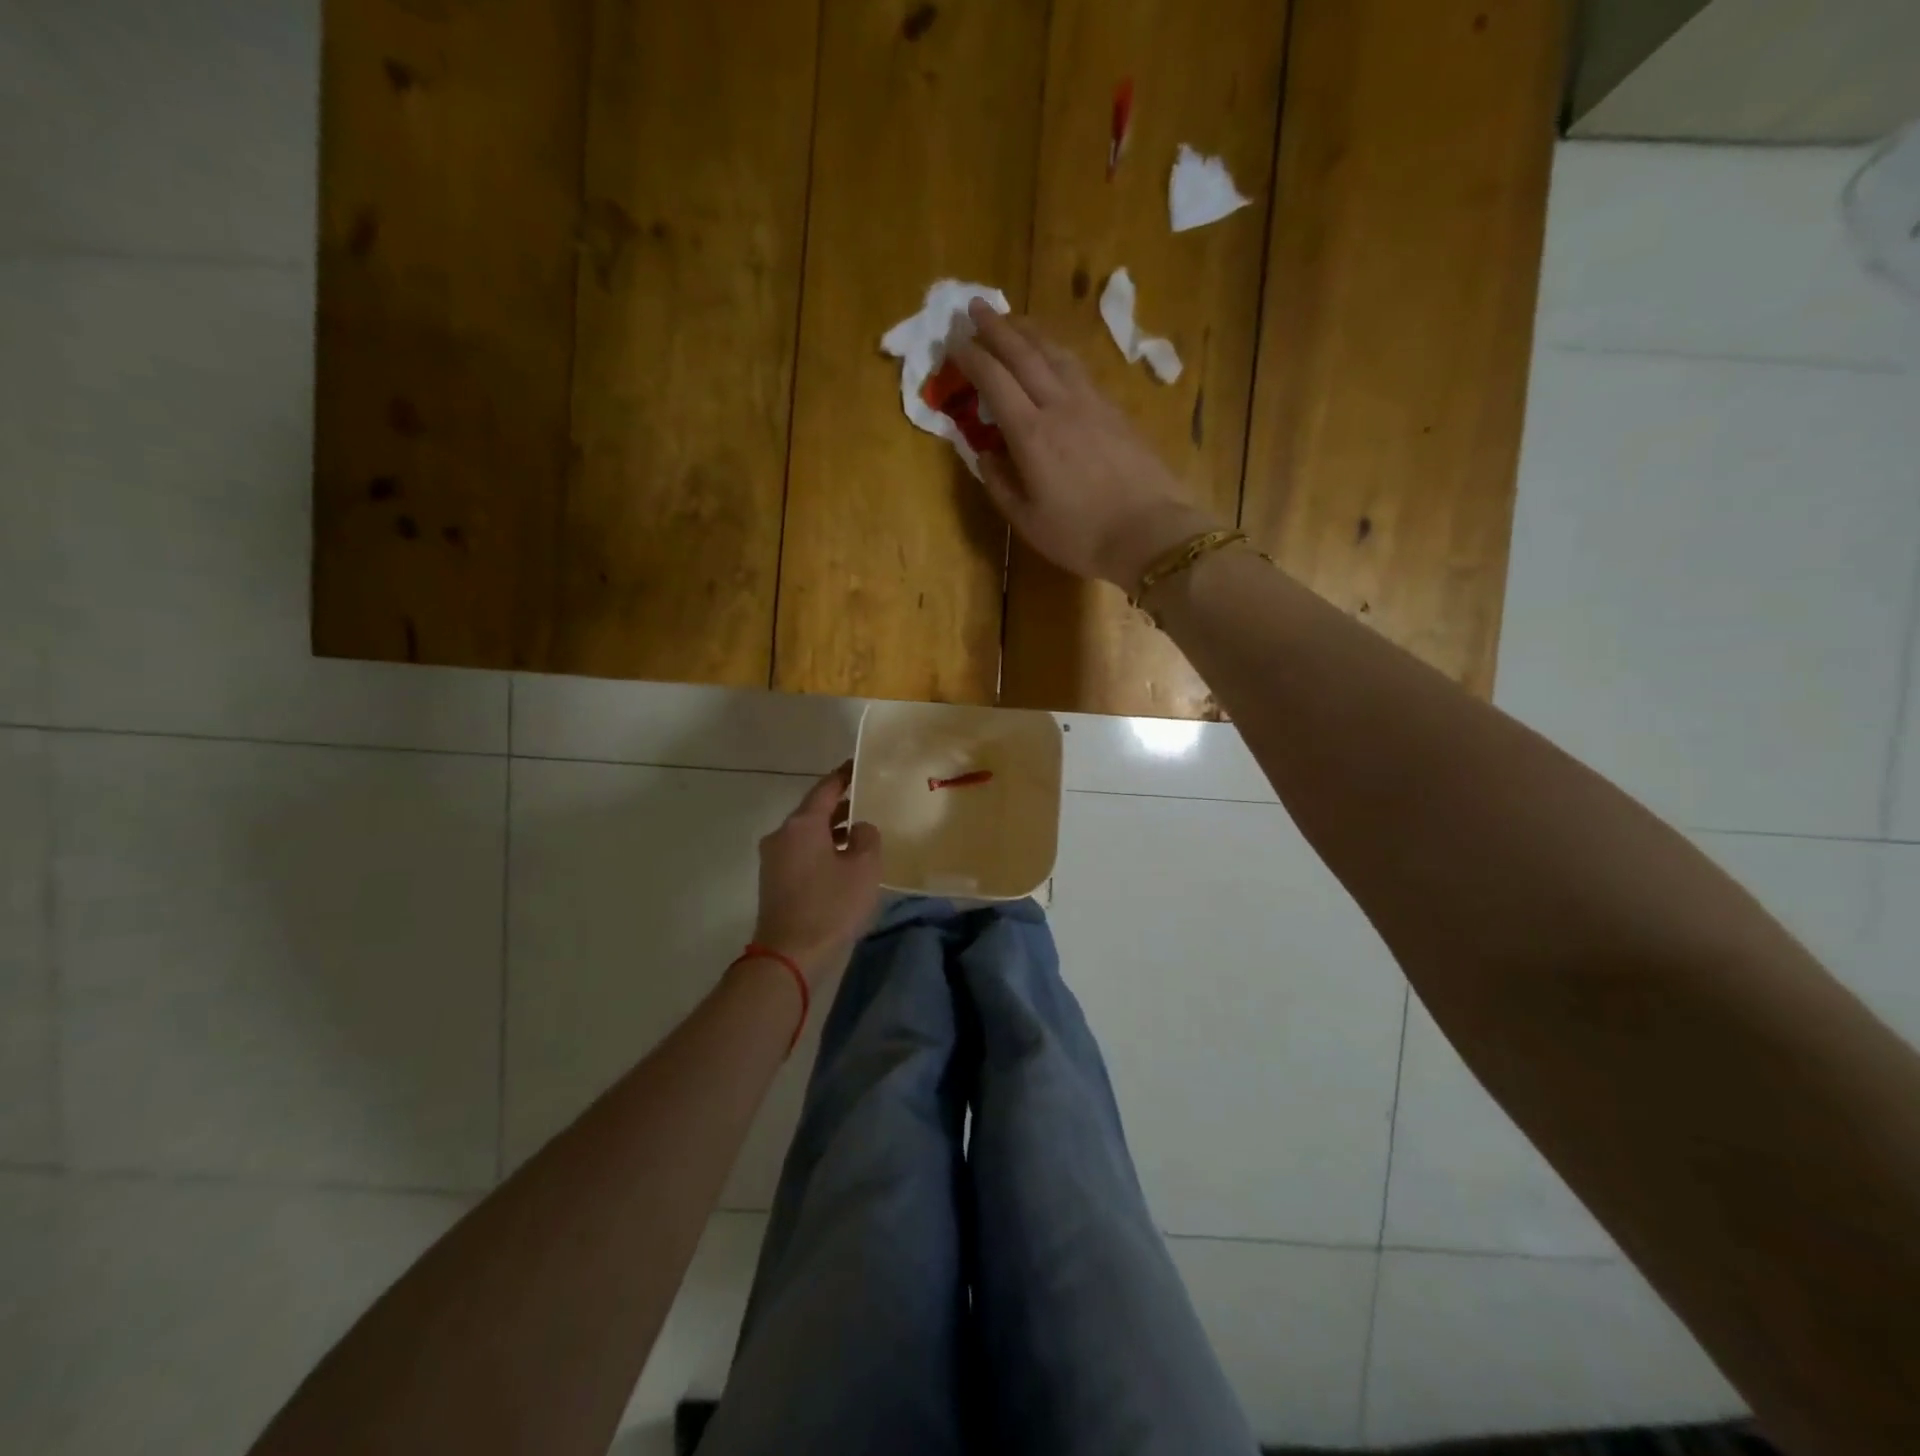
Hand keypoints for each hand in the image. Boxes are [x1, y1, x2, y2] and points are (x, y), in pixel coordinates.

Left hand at [752, 763, 881, 984]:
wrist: (789, 955)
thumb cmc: (830, 906)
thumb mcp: (864, 868)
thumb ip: (867, 838)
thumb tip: (860, 828)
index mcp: (802, 824)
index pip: (826, 788)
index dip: (845, 776)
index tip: (860, 765)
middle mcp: (782, 835)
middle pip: (813, 810)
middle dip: (840, 805)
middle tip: (868, 799)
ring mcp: (773, 859)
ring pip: (807, 833)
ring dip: (831, 830)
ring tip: (860, 832)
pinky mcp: (773, 881)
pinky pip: (801, 852)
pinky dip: (822, 849)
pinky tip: (843, 861)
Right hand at [950, 301, 1222, 588]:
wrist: (1150, 532)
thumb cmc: (1081, 535)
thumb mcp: (1027, 521)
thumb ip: (1000, 484)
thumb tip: (985, 454)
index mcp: (1031, 434)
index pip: (994, 381)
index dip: (972, 358)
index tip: (955, 341)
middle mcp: (1059, 406)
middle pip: (1024, 354)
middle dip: (997, 327)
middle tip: (976, 305)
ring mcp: (1092, 404)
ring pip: (1056, 354)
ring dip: (1030, 332)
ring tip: (1014, 321)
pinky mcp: (1116, 410)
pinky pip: (1079, 369)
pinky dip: (1058, 353)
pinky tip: (1055, 355)